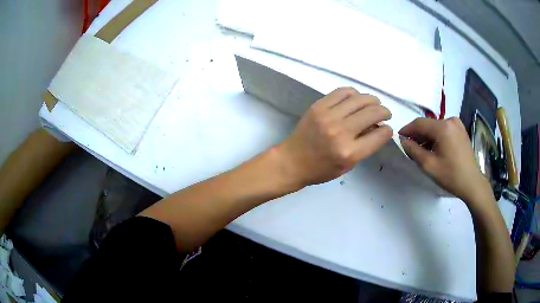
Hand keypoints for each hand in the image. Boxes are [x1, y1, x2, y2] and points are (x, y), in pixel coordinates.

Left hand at [277, 87, 392, 186]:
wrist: (292, 161)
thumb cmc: (321, 169)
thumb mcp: (348, 165)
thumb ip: (365, 146)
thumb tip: (378, 127)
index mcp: (349, 152)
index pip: (379, 135)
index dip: (387, 130)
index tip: (387, 128)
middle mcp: (341, 132)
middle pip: (373, 112)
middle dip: (384, 112)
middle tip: (385, 113)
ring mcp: (328, 116)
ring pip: (360, 99)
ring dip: (372, 100)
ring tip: (373, 104)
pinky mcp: (319, 106)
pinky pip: (343, 92)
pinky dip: (354, 93)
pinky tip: (356, 99)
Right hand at [399, 118, 490, 201]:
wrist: (471, 182)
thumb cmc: (450, 175)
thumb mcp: (429, 165)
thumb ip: (413, 150)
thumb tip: (403, 141)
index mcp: (443, 127)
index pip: (419, 123)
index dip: (407, 130)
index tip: (399, 138)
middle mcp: (450, 120)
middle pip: (428, 124)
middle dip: (418, 135)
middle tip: (410, 147)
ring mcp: (457, 124)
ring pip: (436, 127)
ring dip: (427, 136)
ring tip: (422, 150)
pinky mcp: (461, 130)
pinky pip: (444, 129)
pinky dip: (437, 137)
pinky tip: (435, 148)